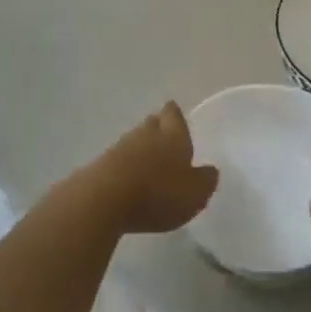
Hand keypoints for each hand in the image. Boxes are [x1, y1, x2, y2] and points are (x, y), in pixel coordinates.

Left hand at [76, 102, 218, 234]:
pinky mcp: (99, 165)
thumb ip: (205, 180)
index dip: (175, 114)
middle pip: (152, 123)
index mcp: (173, 136)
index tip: (175, 112)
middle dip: (159, 127)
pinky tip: (128, 178)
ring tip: (148, 160)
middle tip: (165, 135)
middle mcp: (146, 134)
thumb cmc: (158, 193)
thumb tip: (210, 169)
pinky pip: (118, 160)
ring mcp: (119, 148)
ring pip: (134, 140)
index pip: (174, 115)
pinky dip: (125, 166)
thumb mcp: (195, 193)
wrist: (102, 199)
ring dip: (141, 148)